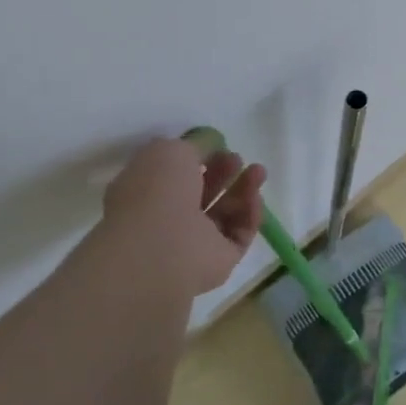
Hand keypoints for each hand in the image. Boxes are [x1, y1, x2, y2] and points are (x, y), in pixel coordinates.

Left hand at [103, 138, 266, 296]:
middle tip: (238, 159)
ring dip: (243, 190)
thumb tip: (210, 143)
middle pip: (203, 193)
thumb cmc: (156, 193)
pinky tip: (256, 197)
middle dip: (224, 173)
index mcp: (147, 194)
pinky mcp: (220, 261)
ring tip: (258, 171)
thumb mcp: (170, 151)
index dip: (199, 159)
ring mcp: (194, 243)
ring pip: (225, 213)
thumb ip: (194, 145)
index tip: (218, 146)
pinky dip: (250, 215)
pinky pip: (240, 234)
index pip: (177, 176)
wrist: (161, 248)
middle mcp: (169, 220)